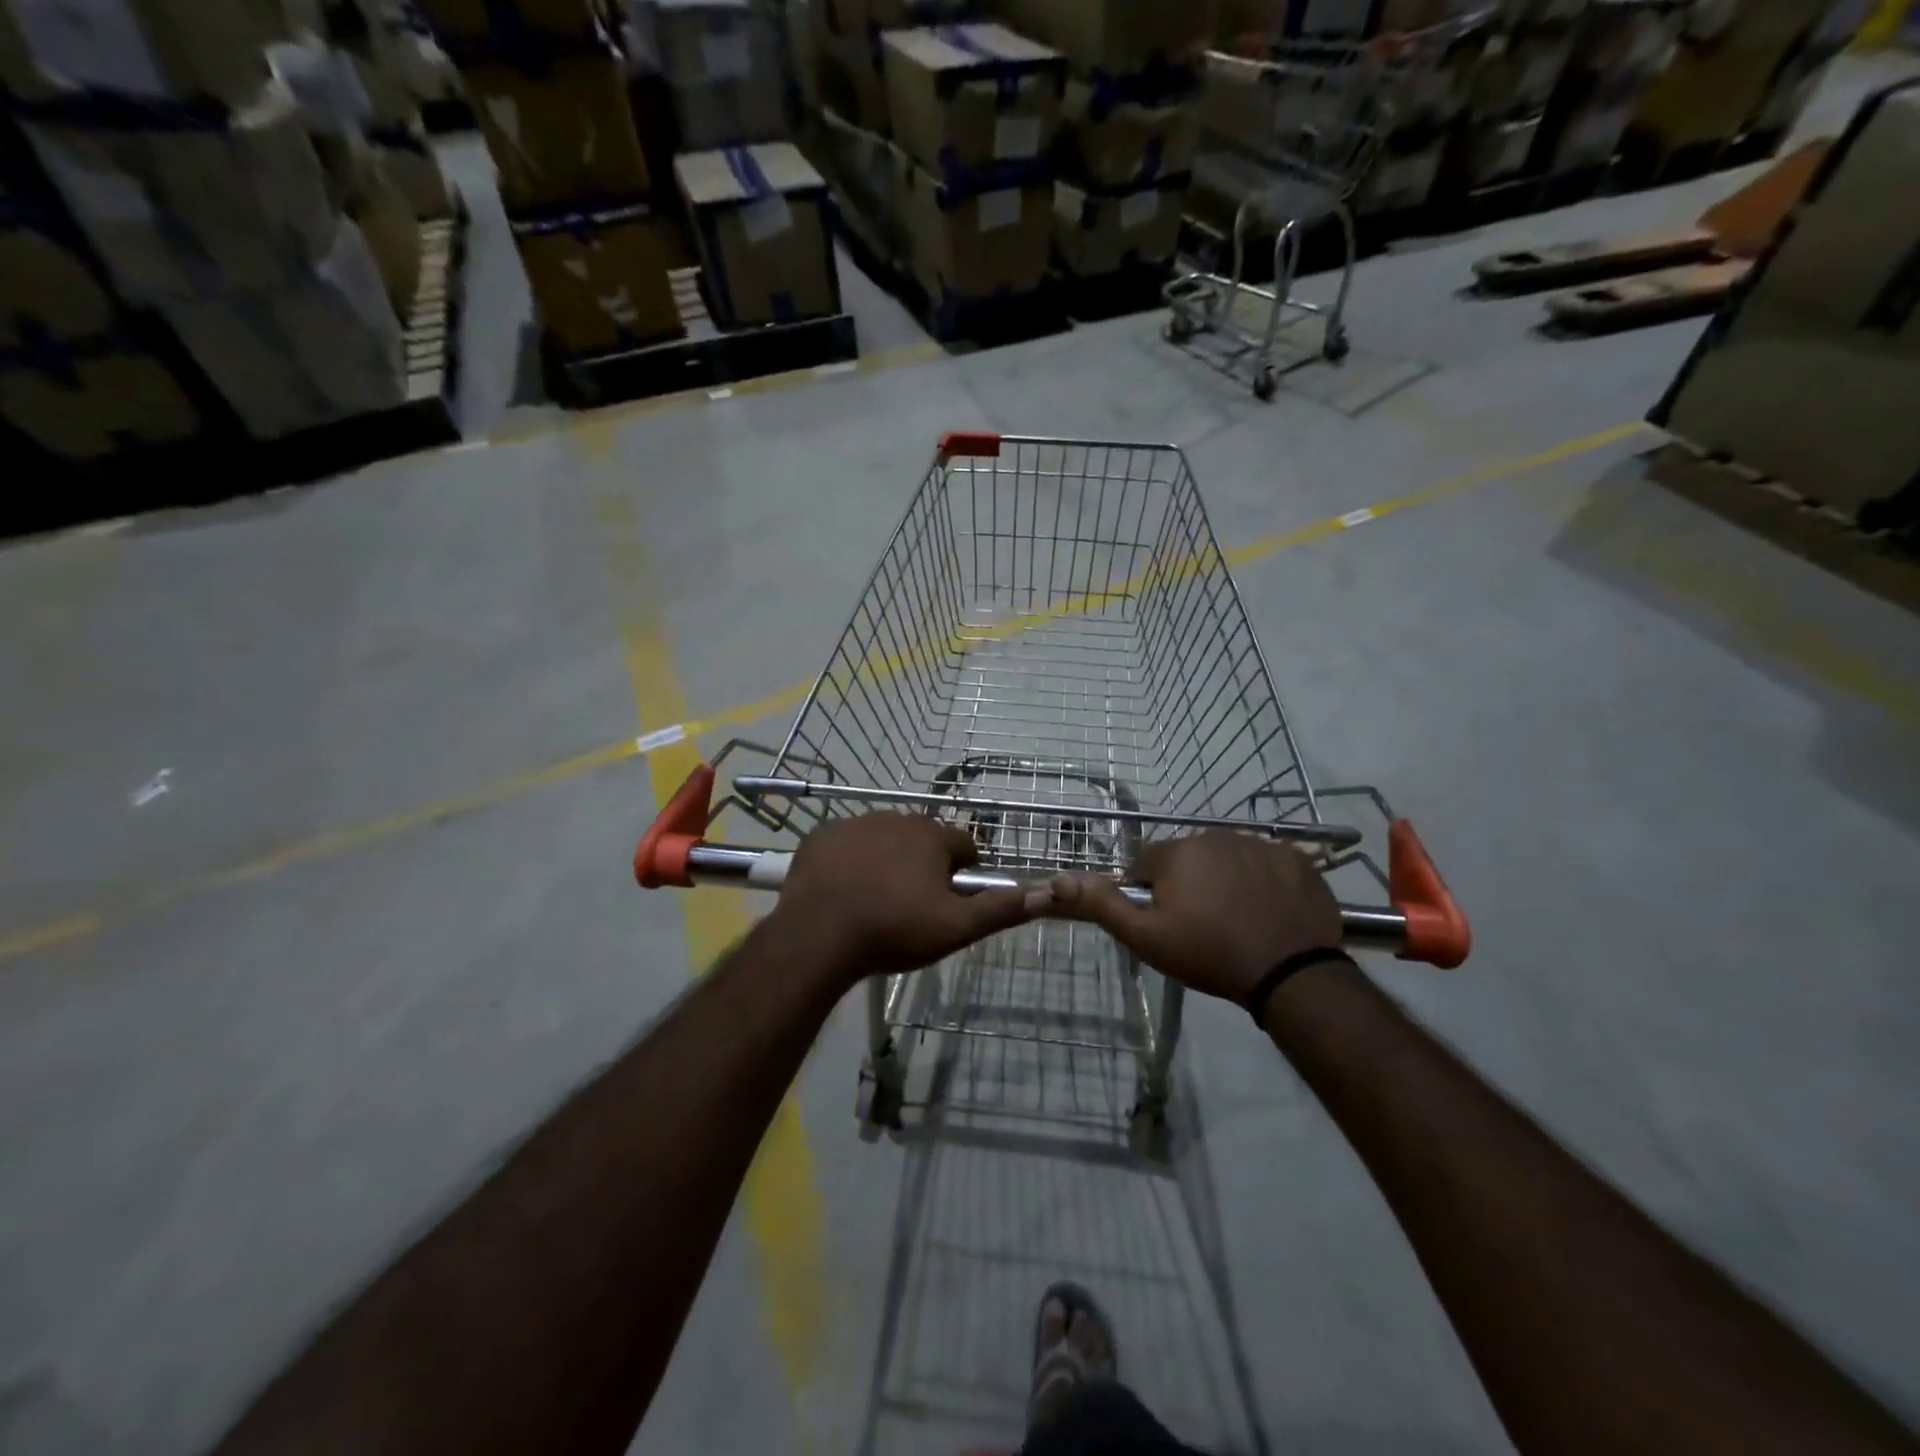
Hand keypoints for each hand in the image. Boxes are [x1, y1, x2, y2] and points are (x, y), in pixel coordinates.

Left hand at [775, 813, 1042, 983]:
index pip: (964, 845)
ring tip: (875, 901)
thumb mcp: (955, 927)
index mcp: (931, 836)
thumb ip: (1001, 909)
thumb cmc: (893, 931)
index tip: (950, 900)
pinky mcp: (821, 835)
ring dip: (887, 860)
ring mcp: (855, 823)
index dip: (963, 872)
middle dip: (924, 865)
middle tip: (911, 906)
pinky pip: (846, 843)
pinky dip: (850, 860)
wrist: (818, 936)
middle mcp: (896, 818)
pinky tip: (843, 890)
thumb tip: (1046, 892)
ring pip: (884, 839)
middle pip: (923, 839)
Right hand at [1045, 831, 1342, 1003]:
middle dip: (1189, 886)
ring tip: (1237, 923)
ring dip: (1225, 882)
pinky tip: (1269, 914)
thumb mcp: (1146, 937)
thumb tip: (1057, 879)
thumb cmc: (1209, 954)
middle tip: (1202, 927)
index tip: (1167, 923)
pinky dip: (1263, 884)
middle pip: (1189, 859)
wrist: (1290, 974)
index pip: (1148, 864)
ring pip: (1227, 860)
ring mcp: (1260, 845)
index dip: (1151, 894)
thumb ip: (1102, 905)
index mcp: (1177, 852)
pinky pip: (1266, 866)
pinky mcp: (1296, 860)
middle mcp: (1216, 836)